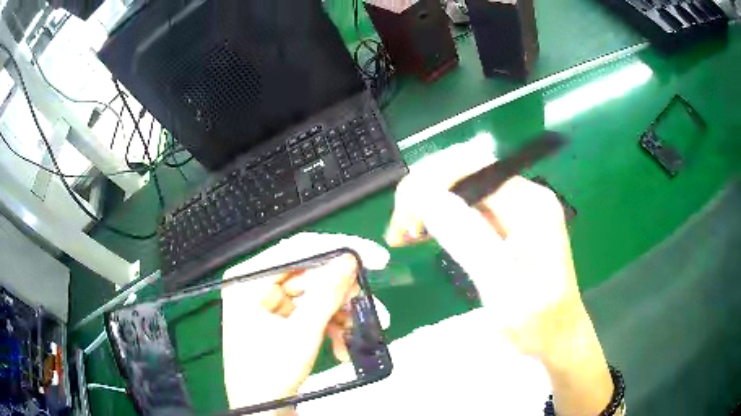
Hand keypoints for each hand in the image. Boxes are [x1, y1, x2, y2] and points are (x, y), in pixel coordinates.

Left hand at [221, 233, 389, 412]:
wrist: (259, 408)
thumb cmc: (269, 372)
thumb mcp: (302, 333)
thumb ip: (327, 293)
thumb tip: (351, 258)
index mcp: (248, 279)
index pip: (297, 250)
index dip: (339, 249)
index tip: (375, 257)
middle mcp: (256, 284)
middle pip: (310, 273)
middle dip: (343, 292)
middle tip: (370, 302)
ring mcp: (267, 301)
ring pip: (315, 293)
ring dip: (341, 312)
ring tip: (363, 329)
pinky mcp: (279, 317)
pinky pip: (311, 310)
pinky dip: (331, 324)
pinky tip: (343, 345)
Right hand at [385, 138, 613, 414]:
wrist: (557, 338)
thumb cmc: (536, 322)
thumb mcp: (502, 287)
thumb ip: (468, 240)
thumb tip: (426, 198)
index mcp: (530, 203)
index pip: (471, 167)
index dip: (430, 183)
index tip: (404, 218)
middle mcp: (524, 196)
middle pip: (464, 172)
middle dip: (425, 192)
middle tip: (399, 229)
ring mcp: (517, 209)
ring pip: (462, 189)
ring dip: (429, 205)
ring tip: (404, 233)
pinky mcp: (508, 225)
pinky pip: (467, 208)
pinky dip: (441, 218)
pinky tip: (424, 234)